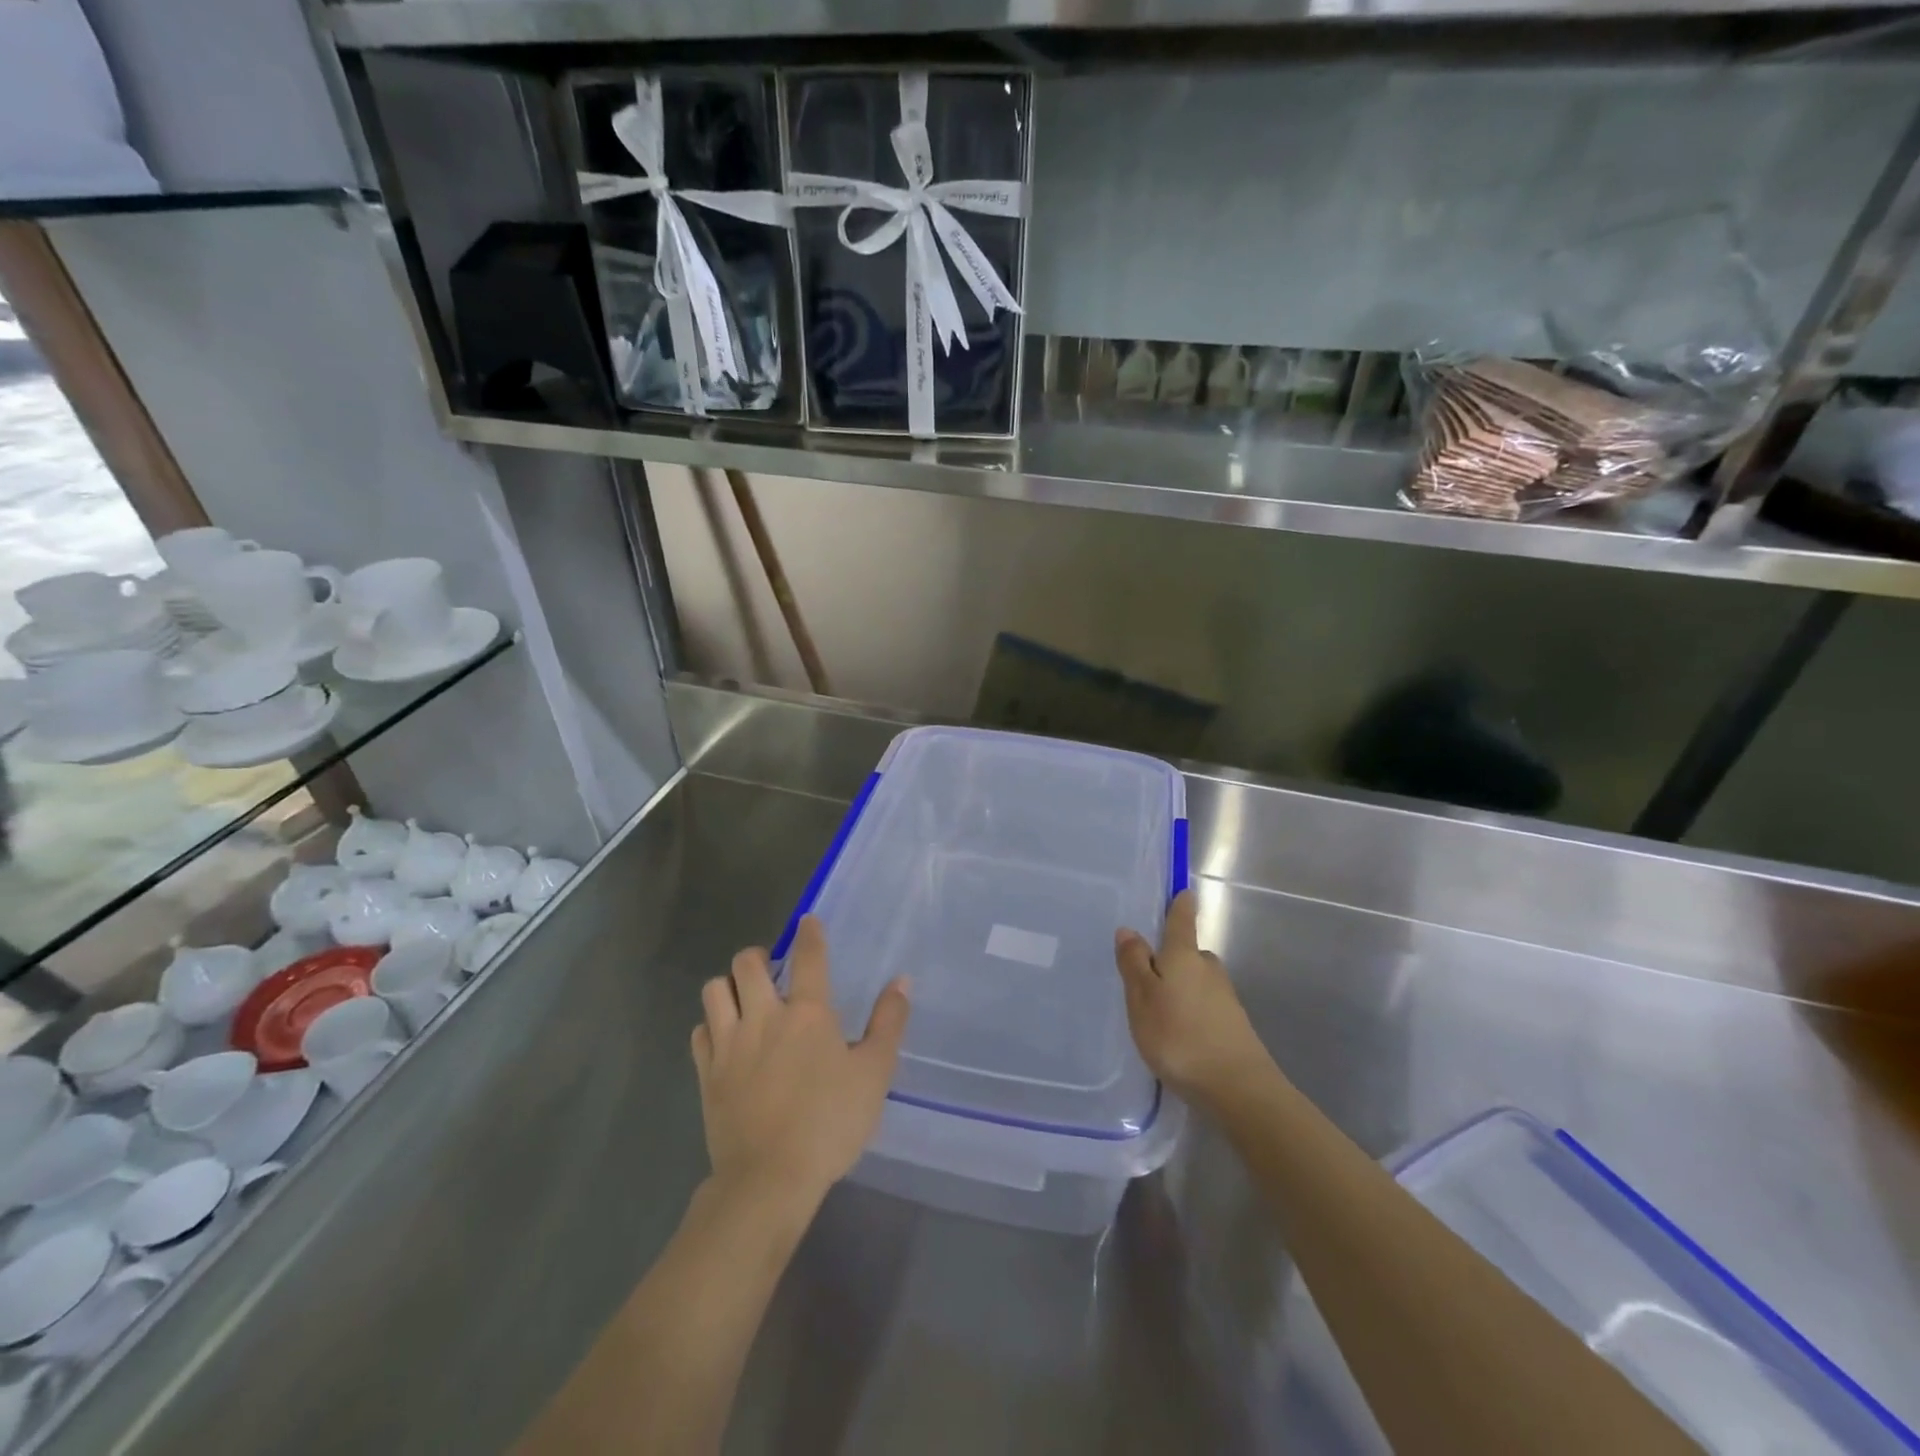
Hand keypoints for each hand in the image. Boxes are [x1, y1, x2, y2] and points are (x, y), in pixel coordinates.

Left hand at [692, 917, 909, 1210]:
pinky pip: (699, 1030)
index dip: (809, 933)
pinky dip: (711, 1025)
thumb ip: (888, 1023)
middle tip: (771, 972)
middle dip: (758, 957)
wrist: (769, 1179)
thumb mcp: (874, 1074)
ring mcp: (729, 1043)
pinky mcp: (707, 1072)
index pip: (808, 955)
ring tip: (744, 1000)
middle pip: (746, 962)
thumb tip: (901, 981)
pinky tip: (725, 1038)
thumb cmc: (830, 1124)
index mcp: (808, 1013)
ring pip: (714, 990)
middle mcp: (764, 1016)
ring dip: (728, 986)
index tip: (808, 923)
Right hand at [1115, 890, 1270, 1110]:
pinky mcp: (1234, 1026)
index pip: (1182, 920)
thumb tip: (1129, 929)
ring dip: (1180, 989)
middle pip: (1189, 954)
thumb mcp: (1142, 998)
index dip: (1181, 905)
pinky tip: (1179, 1035)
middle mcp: (1209, 969)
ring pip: (1197, 982)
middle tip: (1147, 974)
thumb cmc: (1179, 1036)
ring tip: (1158, 1011)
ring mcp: (1226, 998)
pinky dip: (1191, 1012)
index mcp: (1184, 955)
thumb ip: (1134, 963)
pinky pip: (1205, 1007)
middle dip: (1171, 958)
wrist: (1238, 1089)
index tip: (1182, 892)